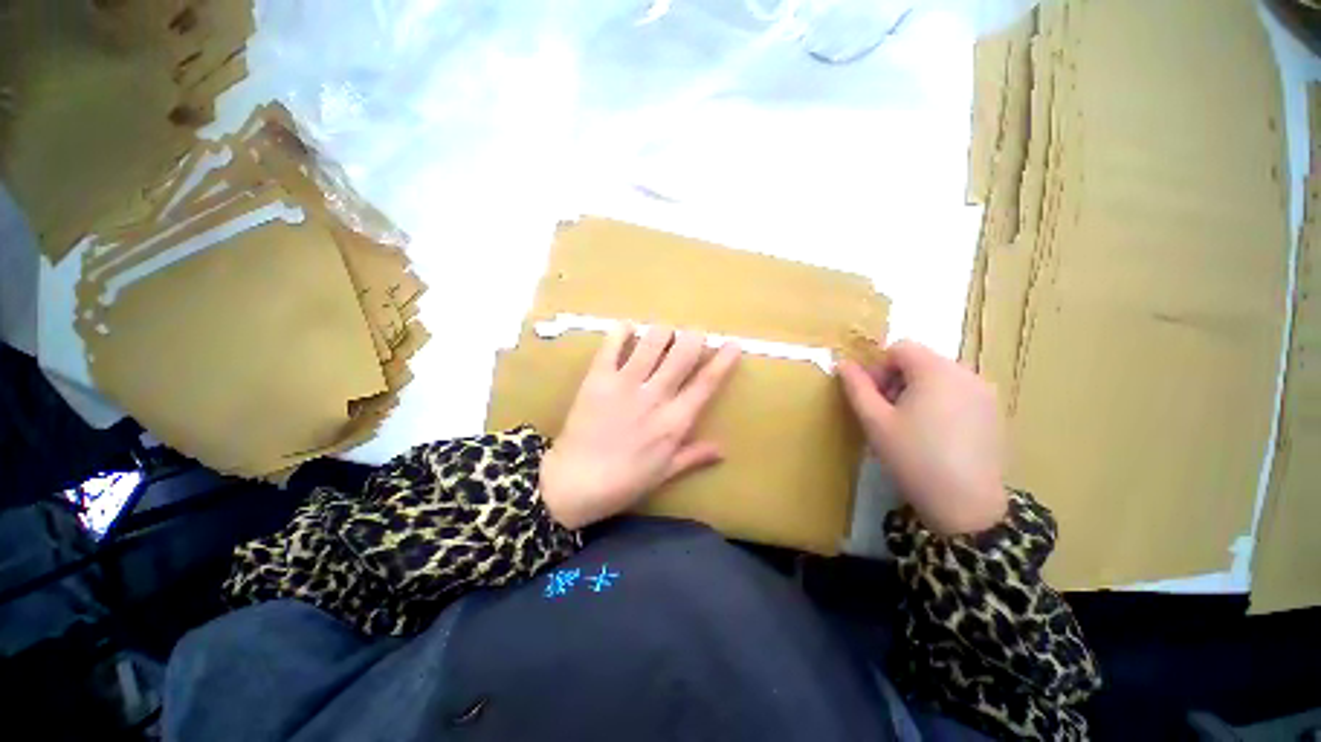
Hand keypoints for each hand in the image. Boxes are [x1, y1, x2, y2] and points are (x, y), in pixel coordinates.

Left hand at [539, 325, 741, 529]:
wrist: (574, 482)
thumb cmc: (624, 481)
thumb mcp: (664, 472)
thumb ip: (694, 456)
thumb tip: (723, 449)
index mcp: (674, 421)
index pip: (706, 383)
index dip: (723, 361)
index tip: (733, 344)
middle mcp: (655, 396)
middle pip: (682, 354)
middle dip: (694, 336)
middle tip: (694, 334)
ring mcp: (625, 384)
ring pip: (652, 342)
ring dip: (662, 331)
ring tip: (663, 333)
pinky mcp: (598, 378)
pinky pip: (612, 345)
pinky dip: (621, 331)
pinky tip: (627, 329)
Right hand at [838, 339, 1007, 534]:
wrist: (966, 506)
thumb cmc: (913, 457)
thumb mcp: (874, 421)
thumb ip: (857, 387)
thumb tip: (842, 363)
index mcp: (936, 371)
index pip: (901, 348)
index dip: (879, 367)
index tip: (873, 397)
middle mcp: (966, 373)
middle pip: (921, 361)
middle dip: (897, 380)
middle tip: (886, 413)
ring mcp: (985, 393)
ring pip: (940, 377)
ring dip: (917, 391)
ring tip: (909, 425)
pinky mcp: (994, 413)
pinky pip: (959, 393)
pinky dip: (939, 402)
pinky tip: (934, 434)